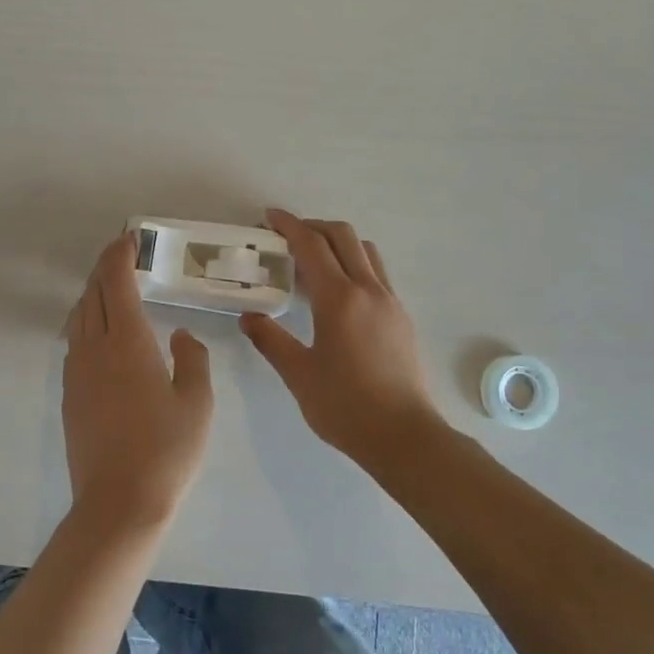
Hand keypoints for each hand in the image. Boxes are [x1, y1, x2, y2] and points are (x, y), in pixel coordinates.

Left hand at [62, 234, 214, 529]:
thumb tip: (180, 337)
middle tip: (125, 258)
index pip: (115, 283)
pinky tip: (103, 336)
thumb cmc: (167, 450)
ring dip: (93, 295)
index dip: (119, 255)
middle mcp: (95, 349)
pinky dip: (86, 323)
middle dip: (105, 269)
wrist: (119, 503)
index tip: (129, 239)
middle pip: (91, 294)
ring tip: (114, 291)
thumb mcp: (198, 403)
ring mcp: (77, 372)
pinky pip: (74, 342)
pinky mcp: (70, 395)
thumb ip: (193, 360)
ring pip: (78, 318)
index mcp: (128, 343)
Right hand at [240, 209, 442, 461]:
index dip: (289, 226)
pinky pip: (377, 273)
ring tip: (313, 260)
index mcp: (339, 299)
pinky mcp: (401, 318)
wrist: (404, 436)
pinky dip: (355, 264)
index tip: (270, 217)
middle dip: (314, 226)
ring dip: (338, 243)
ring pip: (366, 252)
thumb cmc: (345, 406)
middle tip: (288, 236)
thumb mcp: (298, 374)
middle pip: (343, 236)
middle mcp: (369, 290)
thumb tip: (249, 317)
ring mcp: (390, 302)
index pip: (312, 246)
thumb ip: (271, 340)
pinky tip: (338, 292)